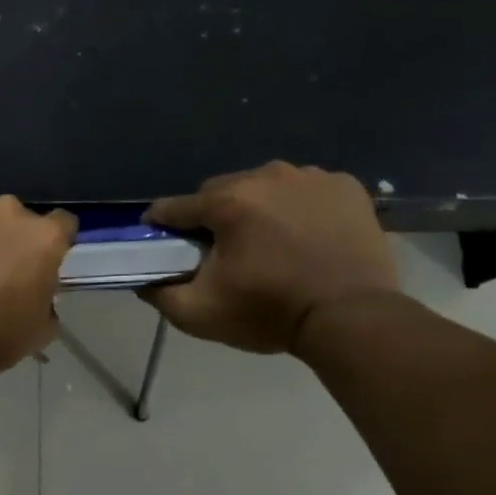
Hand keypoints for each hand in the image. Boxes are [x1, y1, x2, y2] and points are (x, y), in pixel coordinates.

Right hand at [142, 162, 397, 354]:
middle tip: (225, 254)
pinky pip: (304, 190)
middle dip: (214, 218)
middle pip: (219, 192)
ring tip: (270, 246)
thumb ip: (158, 292)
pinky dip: (298, 207)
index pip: (174, 207)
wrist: (354, 319)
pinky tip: (305, 236)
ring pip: (263, 187)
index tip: (165, 247)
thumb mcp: (199, 314)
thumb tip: (141, 277)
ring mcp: (310, 176)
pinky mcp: (345, 185)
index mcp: (227, 201)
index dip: (163, 228)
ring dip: (257, 210)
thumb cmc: (271, 313)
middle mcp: (265, 175)